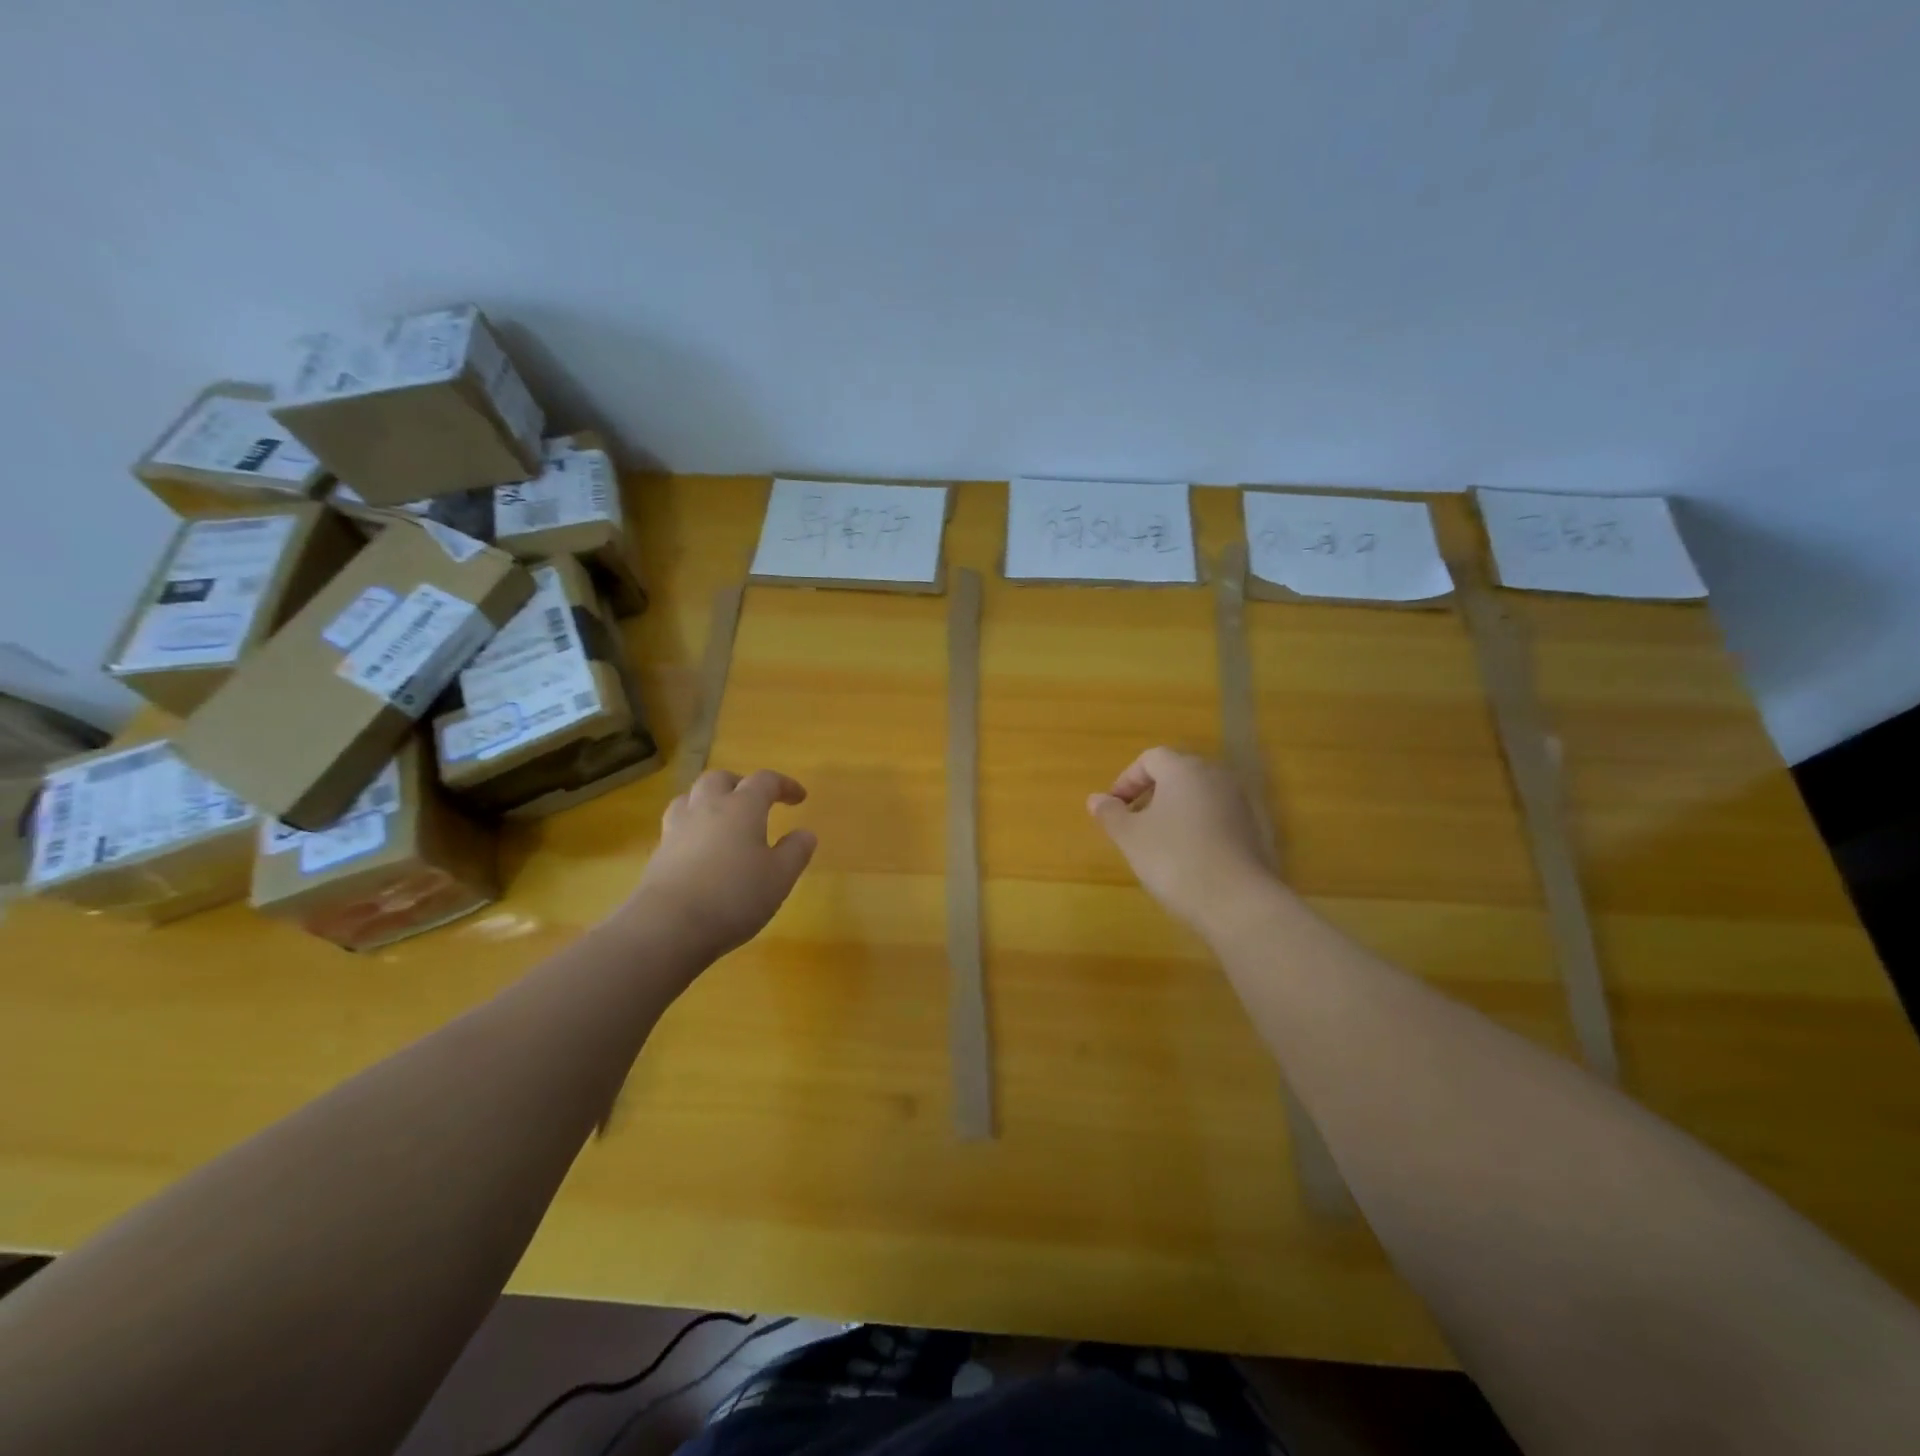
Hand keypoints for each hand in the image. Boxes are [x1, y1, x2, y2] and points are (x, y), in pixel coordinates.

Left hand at [621, 769, 817, 960]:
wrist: (669, 925)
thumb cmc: (734, 895)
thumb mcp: (780, 877)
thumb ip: (795, 851)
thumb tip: (805, 833)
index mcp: (741, 807)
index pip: (764, 781)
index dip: (784, 785)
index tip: (799, 797)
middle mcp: (707, 808)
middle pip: (720, 779)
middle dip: (740, 784)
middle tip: (754, 800)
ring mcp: (678, 829)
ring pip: (690, 798)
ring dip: (708, 800)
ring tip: (720, 818)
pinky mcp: (658, 854)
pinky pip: (676, 826)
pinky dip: (692, 828)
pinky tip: (700, 849)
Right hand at [1088, 747, 1278, 932]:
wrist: (1238, 902)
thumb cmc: (1174, 860)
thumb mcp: (1130, 837)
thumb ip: (1111, 814)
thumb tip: (1096, 799)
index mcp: (1185, 770)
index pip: (1150, 758)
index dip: (1127, 780)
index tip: (1114, 808)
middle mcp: (1217, 777)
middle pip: (1178, 774)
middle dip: (1152, 794)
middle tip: (1134, 824)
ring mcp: (1243, 803)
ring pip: (1201, 796)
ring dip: (1177, 812)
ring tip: (1160, 844)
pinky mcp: (1258, 830)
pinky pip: (1220, 818)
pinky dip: (1200, 829)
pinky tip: (1191, 859)